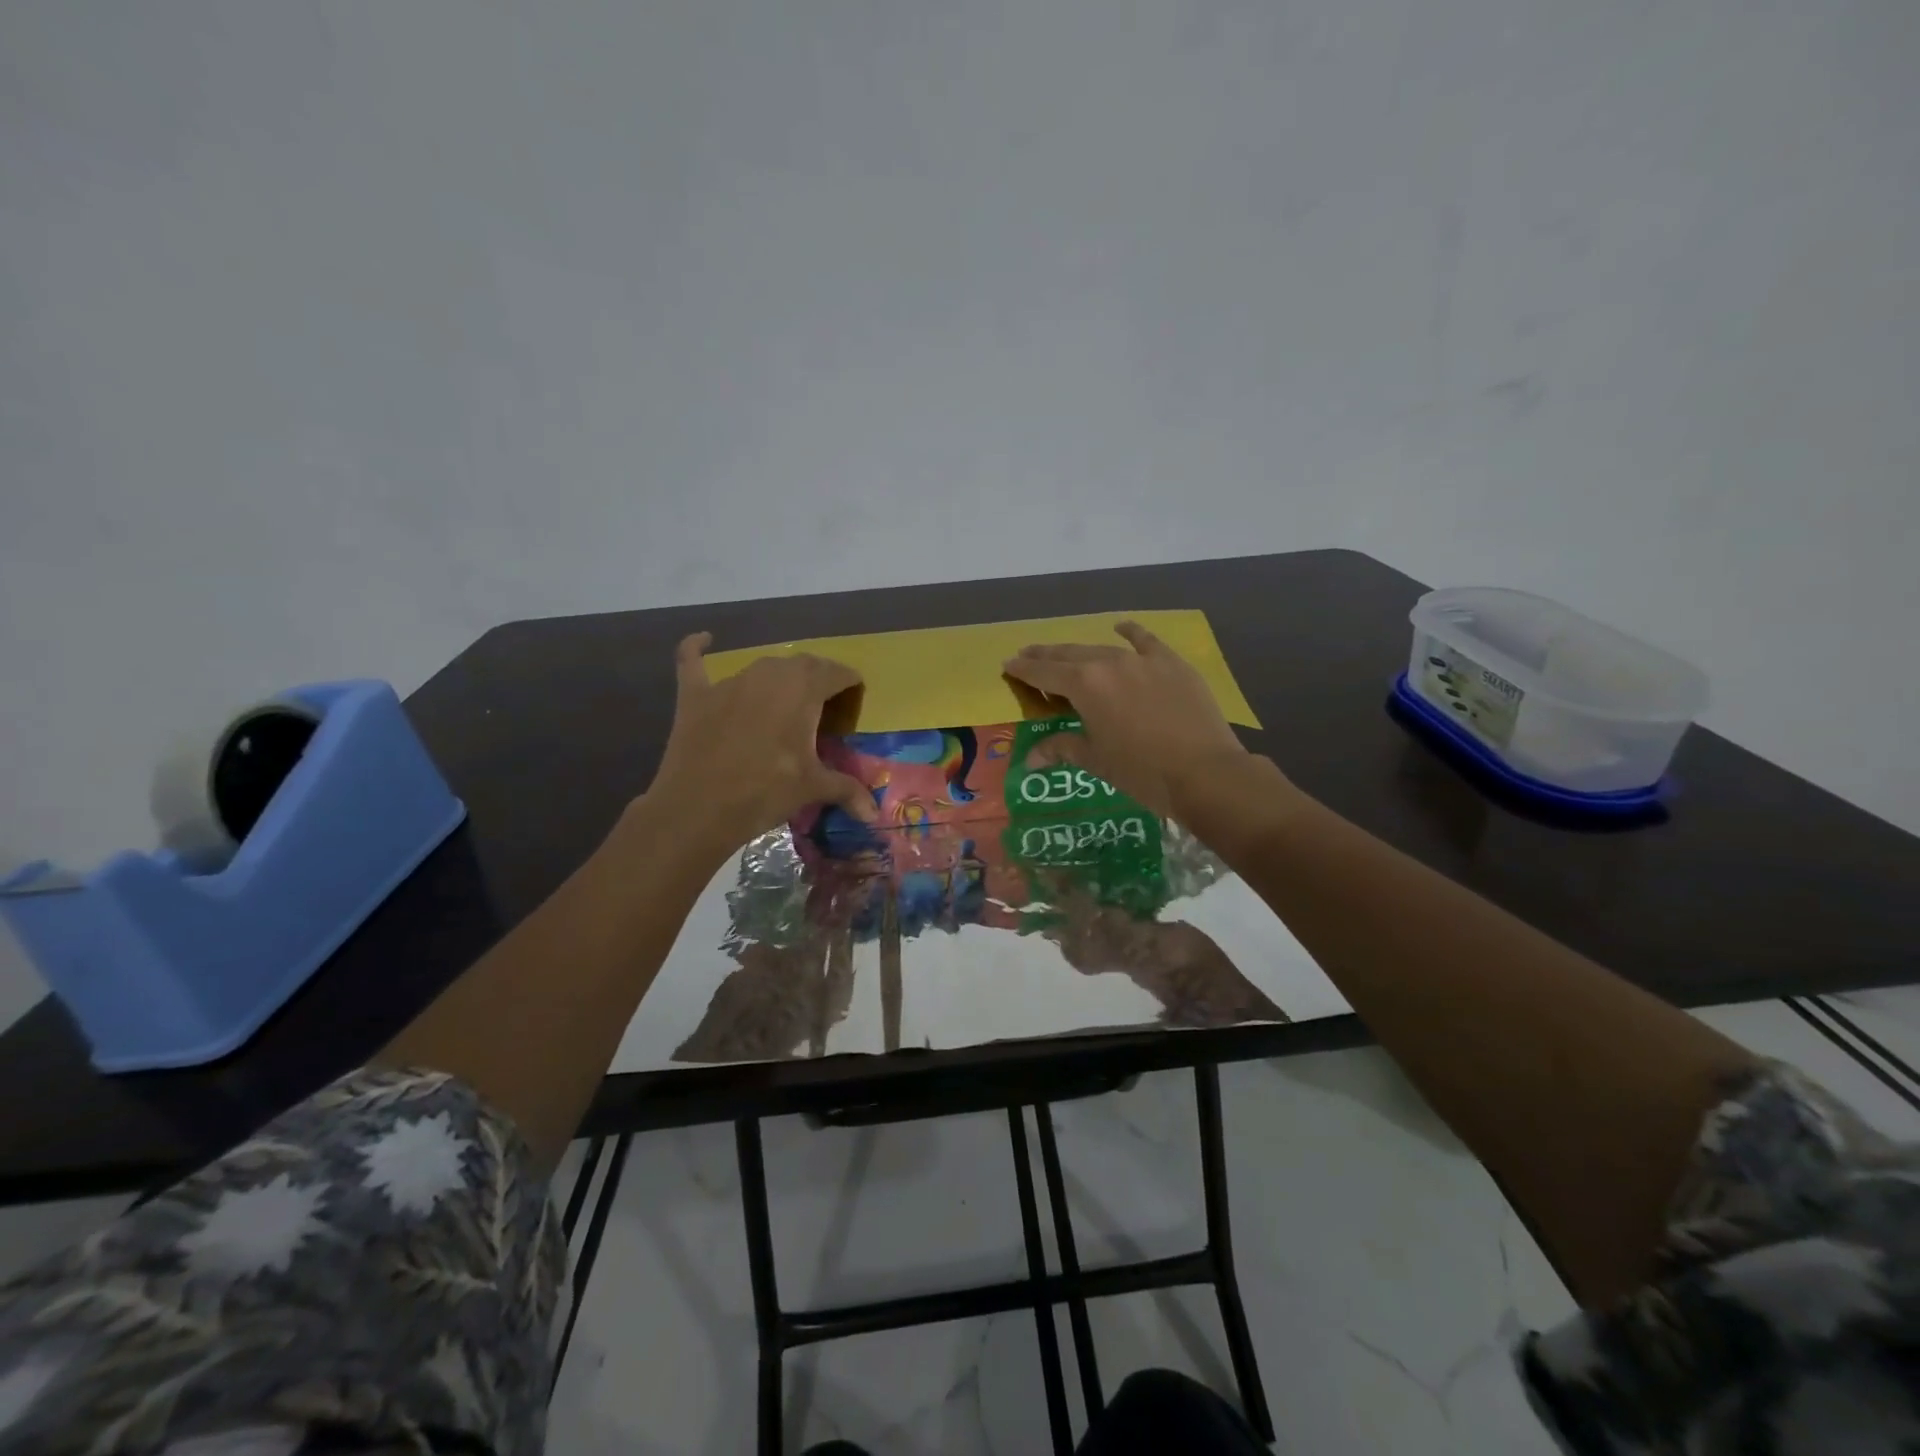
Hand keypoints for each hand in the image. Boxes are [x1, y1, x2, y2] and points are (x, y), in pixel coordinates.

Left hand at [645, 633, 876, 855]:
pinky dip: (698, 649)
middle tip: (825, 709)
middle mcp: (769, 674)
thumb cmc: (766, 791)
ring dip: (779, 679)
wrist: (698, 808)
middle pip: (803, 666)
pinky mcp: (696, 694)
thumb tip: (874, 813)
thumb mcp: (813, 789)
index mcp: (804, 689)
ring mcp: (730, 682)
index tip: (855, 701)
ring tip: (786, 703)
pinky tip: (704, 640)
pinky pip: (694, 661)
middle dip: (818, 681)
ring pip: (762, 668)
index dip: (850, 684)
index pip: (837, 673)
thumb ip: (847, 791)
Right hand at [1002, 621, 1254, 818]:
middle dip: (1046, 655)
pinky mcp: (1172, 663)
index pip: (1044, 672)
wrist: (1204, 772)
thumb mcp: (1095, 759)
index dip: (1024, 669)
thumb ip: (1061, 748)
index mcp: (1084, 684)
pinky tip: (1121, 627)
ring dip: (1080, 650)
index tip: (1008, 664)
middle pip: (1069, 654)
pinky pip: (1146, 641)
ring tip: (1065, 652)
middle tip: (1028, 655)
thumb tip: (1029, 759)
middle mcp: (1109, 662)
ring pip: (1102, 648)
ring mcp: (1143, 659)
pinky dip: (1130, 633)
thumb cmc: (1141, 771)